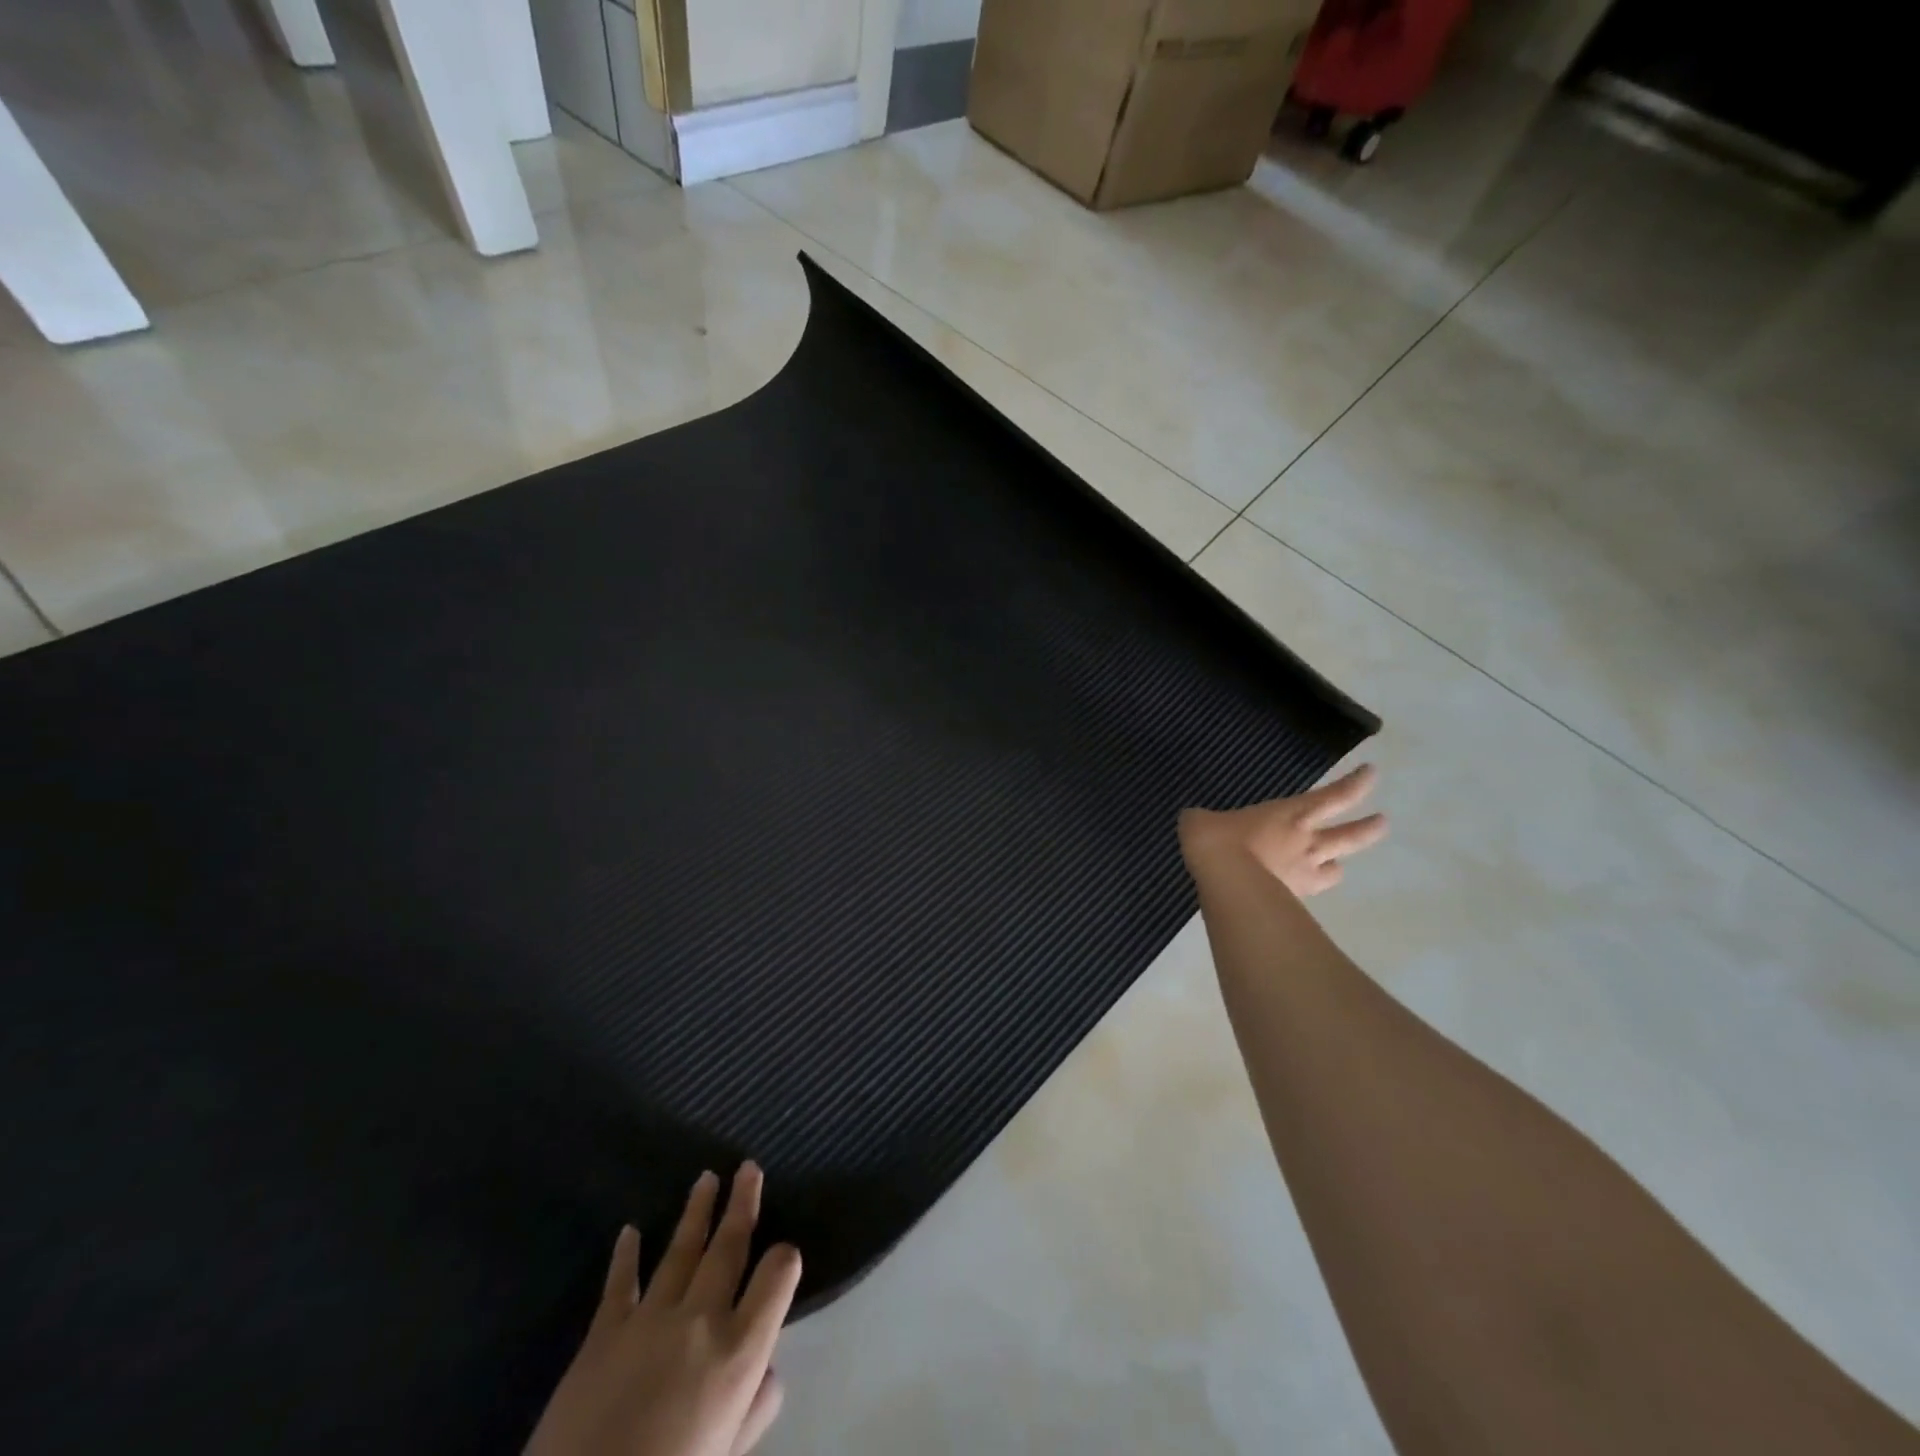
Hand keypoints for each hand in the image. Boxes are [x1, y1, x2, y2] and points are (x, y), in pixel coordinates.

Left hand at [525, 1164, 801, 1455]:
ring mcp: (650, 1318)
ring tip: (707, 1178)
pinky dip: (626, 1255)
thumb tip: (767, 1372)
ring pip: (681, 1250)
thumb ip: (753, 1410)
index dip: (785, 1259)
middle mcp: (702, 1319)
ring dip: (696, 1212)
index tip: (785, 1253)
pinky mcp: (604, 1332)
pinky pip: (620, 1284)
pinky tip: (630, 1231)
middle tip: (747, 1167)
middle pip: (729, 1247)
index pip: (777, 1277)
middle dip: (742, 1203)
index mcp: (739, 1351)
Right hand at [1179, 763, 1386, 895]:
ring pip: (1335, 870)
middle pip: (1351, 835)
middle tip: (1383, 822)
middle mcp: (1307, 843)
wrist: (1225, 884)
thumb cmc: (1218, 841)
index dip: (1357, 784)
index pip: (1335, 796)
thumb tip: (1196, 821)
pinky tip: (1295, 891)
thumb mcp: (1200, 820)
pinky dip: (1307, 890)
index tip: (1372, 773)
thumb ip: (1204, 819)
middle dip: (1370, 828)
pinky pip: (1309, 893)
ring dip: (1336, 865)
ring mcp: (1304, 874)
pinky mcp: (1293, 901)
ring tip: (1332, 864)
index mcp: (1290, 814)